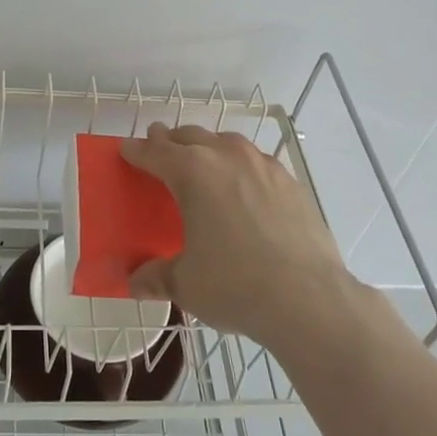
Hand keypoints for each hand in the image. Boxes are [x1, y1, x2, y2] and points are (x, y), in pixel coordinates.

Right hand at [121, 123, 371, 350]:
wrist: (309, 298)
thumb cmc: (235, 285)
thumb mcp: (186, 284)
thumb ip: (157, 276)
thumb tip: (135, 282)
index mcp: (192, 172)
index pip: (155, 151)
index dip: (137, 150)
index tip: (127, 150)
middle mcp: (227, 156)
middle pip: (190, 136)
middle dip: (170, 141)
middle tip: (159, 150)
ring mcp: (263, 165)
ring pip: (226, 142)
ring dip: (208, 147)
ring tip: (203, 164)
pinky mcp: (291, 182)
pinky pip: (256, 161)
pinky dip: (241, 166)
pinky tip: (244, 188)